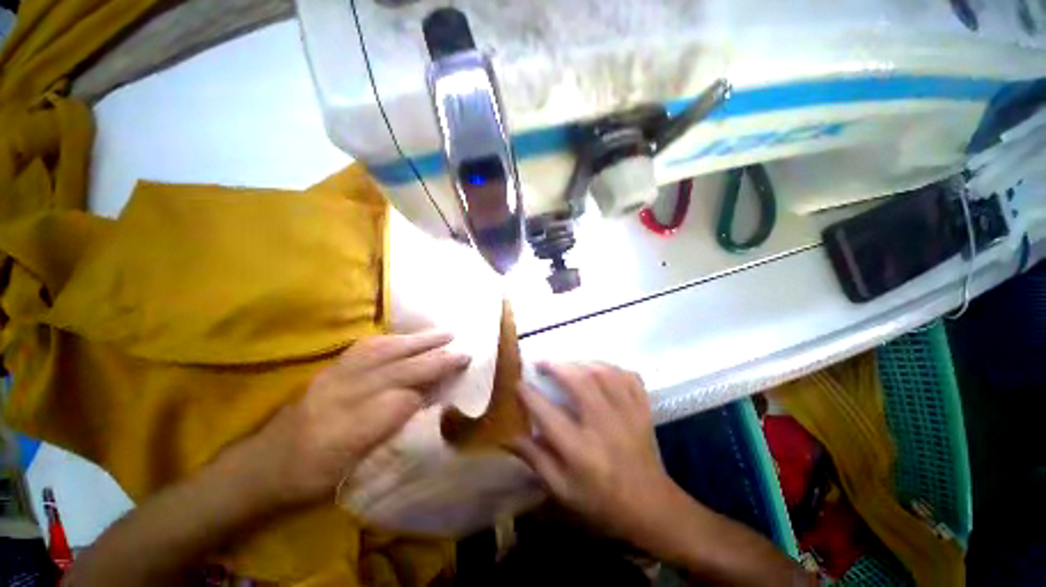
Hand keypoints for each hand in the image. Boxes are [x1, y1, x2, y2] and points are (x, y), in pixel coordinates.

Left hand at [233, 331, 469, 506]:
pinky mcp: (329, 369)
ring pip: (382, 353)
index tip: (457, 376)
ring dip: (417, 341)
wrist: (261, 467)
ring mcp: (332, 379)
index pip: (399, 402)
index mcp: (344, 434)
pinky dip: (393, 339)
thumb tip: (421, 402)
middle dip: (433, 359)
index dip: (430, 388)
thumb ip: (388, 433)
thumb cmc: (310, 478)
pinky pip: (365, 348)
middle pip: (396, 371)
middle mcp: (339, 399)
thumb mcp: (351, 472)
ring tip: (443, 333)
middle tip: (461, 350)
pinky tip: (407, 337)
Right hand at [513, 362, 680, 541]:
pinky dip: (611, 368)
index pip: (548, 415)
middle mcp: (604, 426)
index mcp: (581, 451)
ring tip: (567, 364)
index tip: (518, 383)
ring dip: (581, 363)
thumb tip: (509, 436)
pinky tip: (599, 370)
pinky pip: (628, 377)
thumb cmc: (601, 501)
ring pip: (604, 373)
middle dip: (556, 366)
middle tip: (542, 362)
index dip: (529, 395)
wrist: (650, 507)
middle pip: (580, 382)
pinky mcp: (642, 409)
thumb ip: (535, 459)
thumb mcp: (562, 490)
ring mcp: (628, 414)